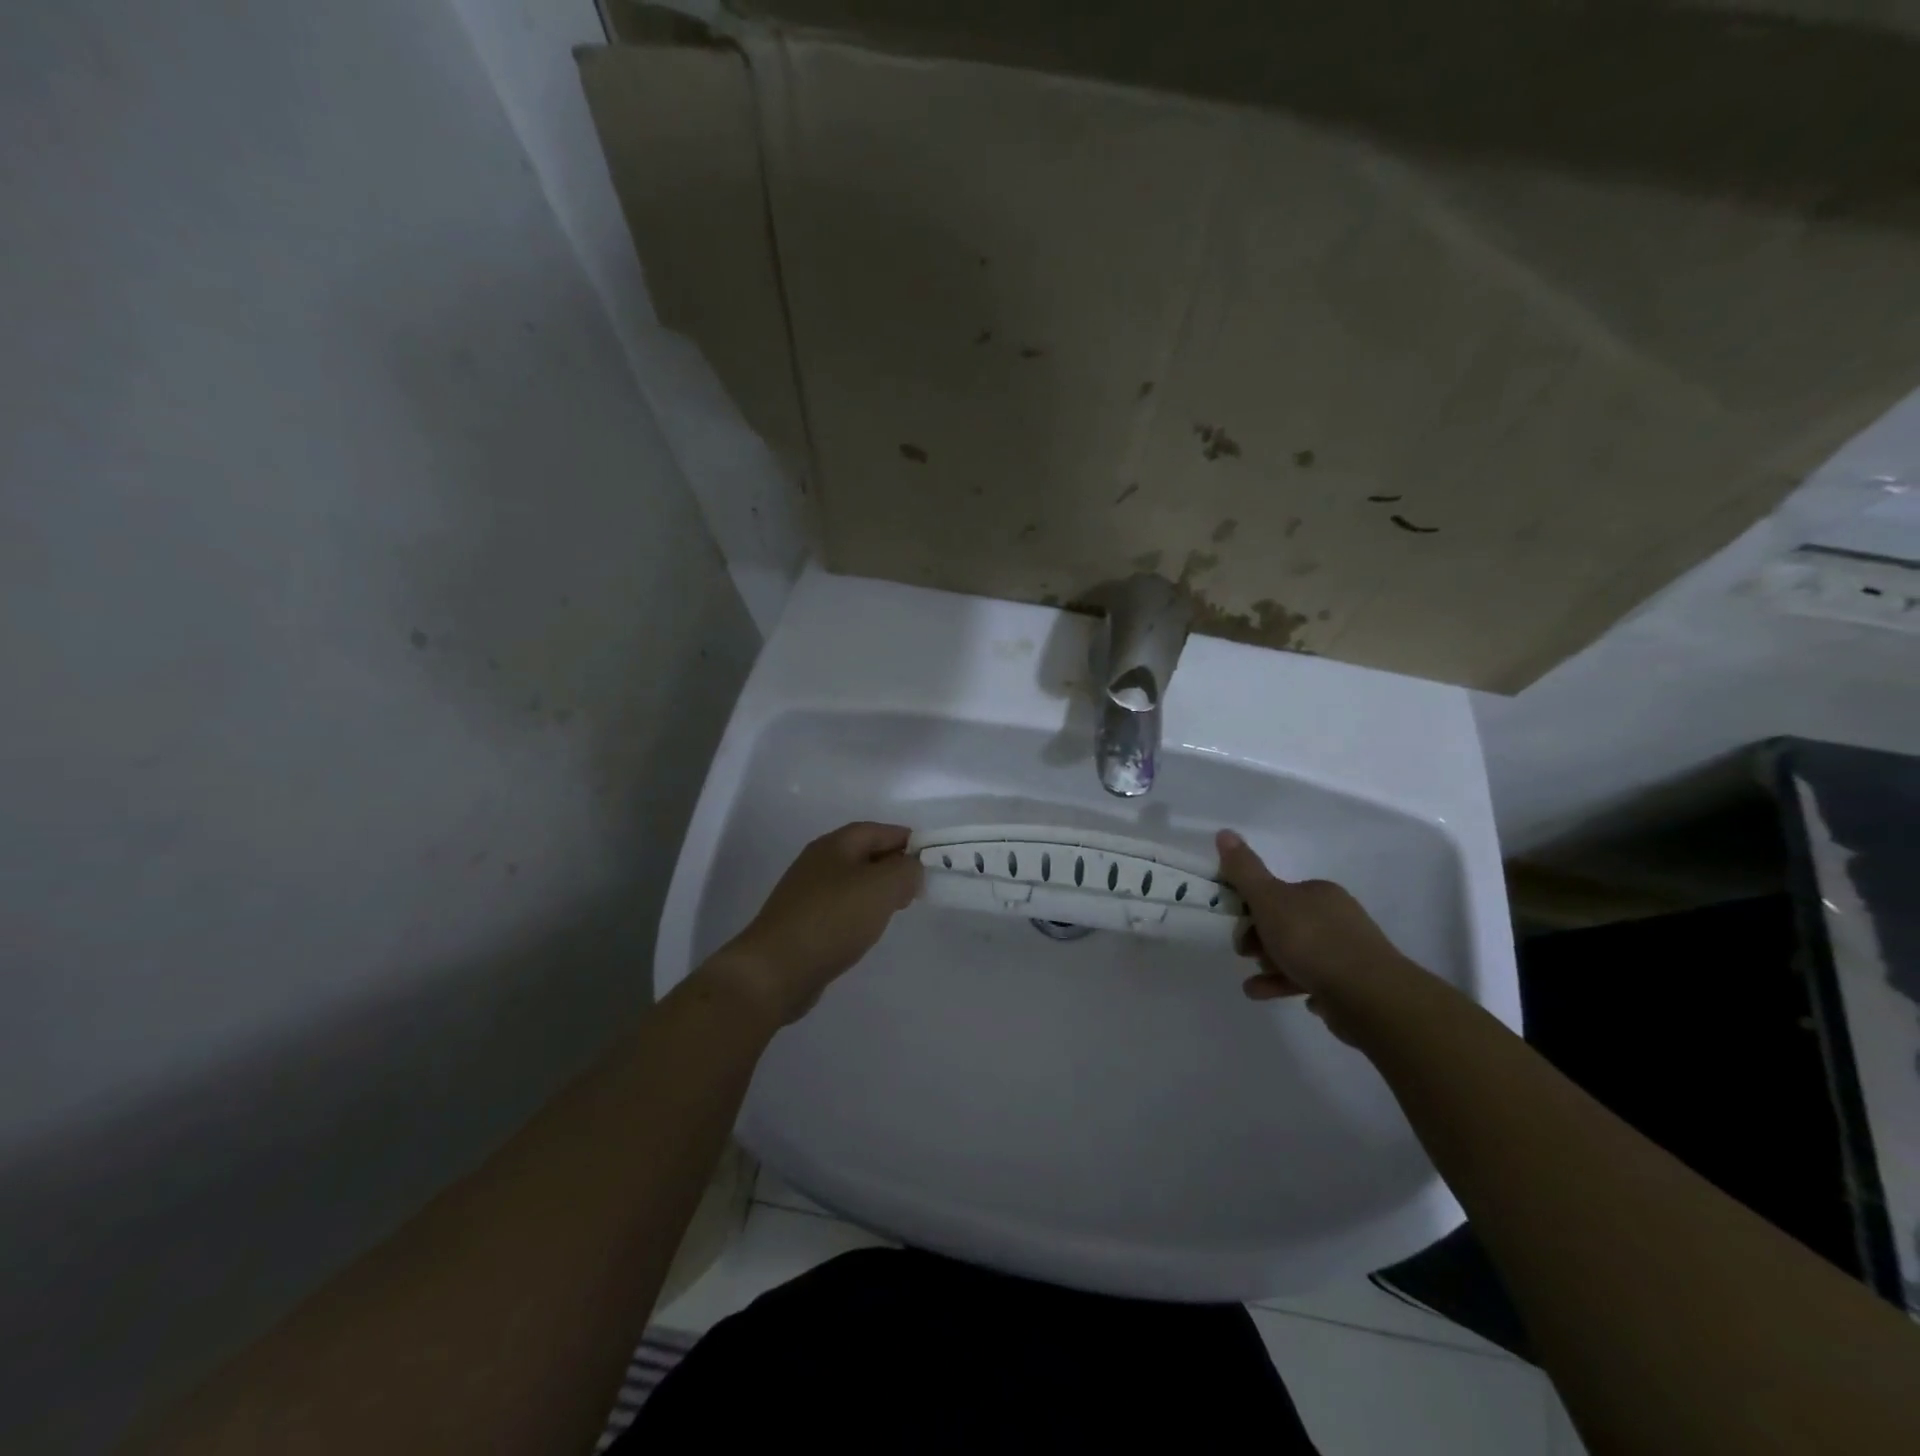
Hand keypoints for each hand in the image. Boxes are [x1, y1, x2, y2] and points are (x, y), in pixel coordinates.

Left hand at [706, 822, 922, 1025]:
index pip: (877, 830)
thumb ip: (905, 871)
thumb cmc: (832, 920)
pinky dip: (859, 912)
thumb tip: (911, 869)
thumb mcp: (881, 887)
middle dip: (892, 865)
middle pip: (863, 854)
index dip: (905, 839)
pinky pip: (839, 908)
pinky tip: (867, 929)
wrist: (775, 970)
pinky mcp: (801, 923)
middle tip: (917, 885)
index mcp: (834, 845)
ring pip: (851, 882)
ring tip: (897, 908)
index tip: (930, 856)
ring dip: (876, 890)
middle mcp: (817, 862)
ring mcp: (806, 893)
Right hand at [1215, 829, 1417, 1039]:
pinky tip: (1285, 997)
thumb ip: (1245, 871)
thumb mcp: (1269, 900)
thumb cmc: (1312, 942)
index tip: (1237, 925)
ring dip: (1272, 969)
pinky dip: (1294, 985)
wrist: (1368, 996)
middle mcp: (1337, 918)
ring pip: (1300, 956)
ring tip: (1253, 988)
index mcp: (1319, 893)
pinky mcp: (1354, 985)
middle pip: (1287, 925)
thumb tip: (1225, 832)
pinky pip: (1316, 981)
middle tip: (1247, 955)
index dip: (1252, 908)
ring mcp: (1349, 953)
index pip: (1278, 894)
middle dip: (1261, 941)